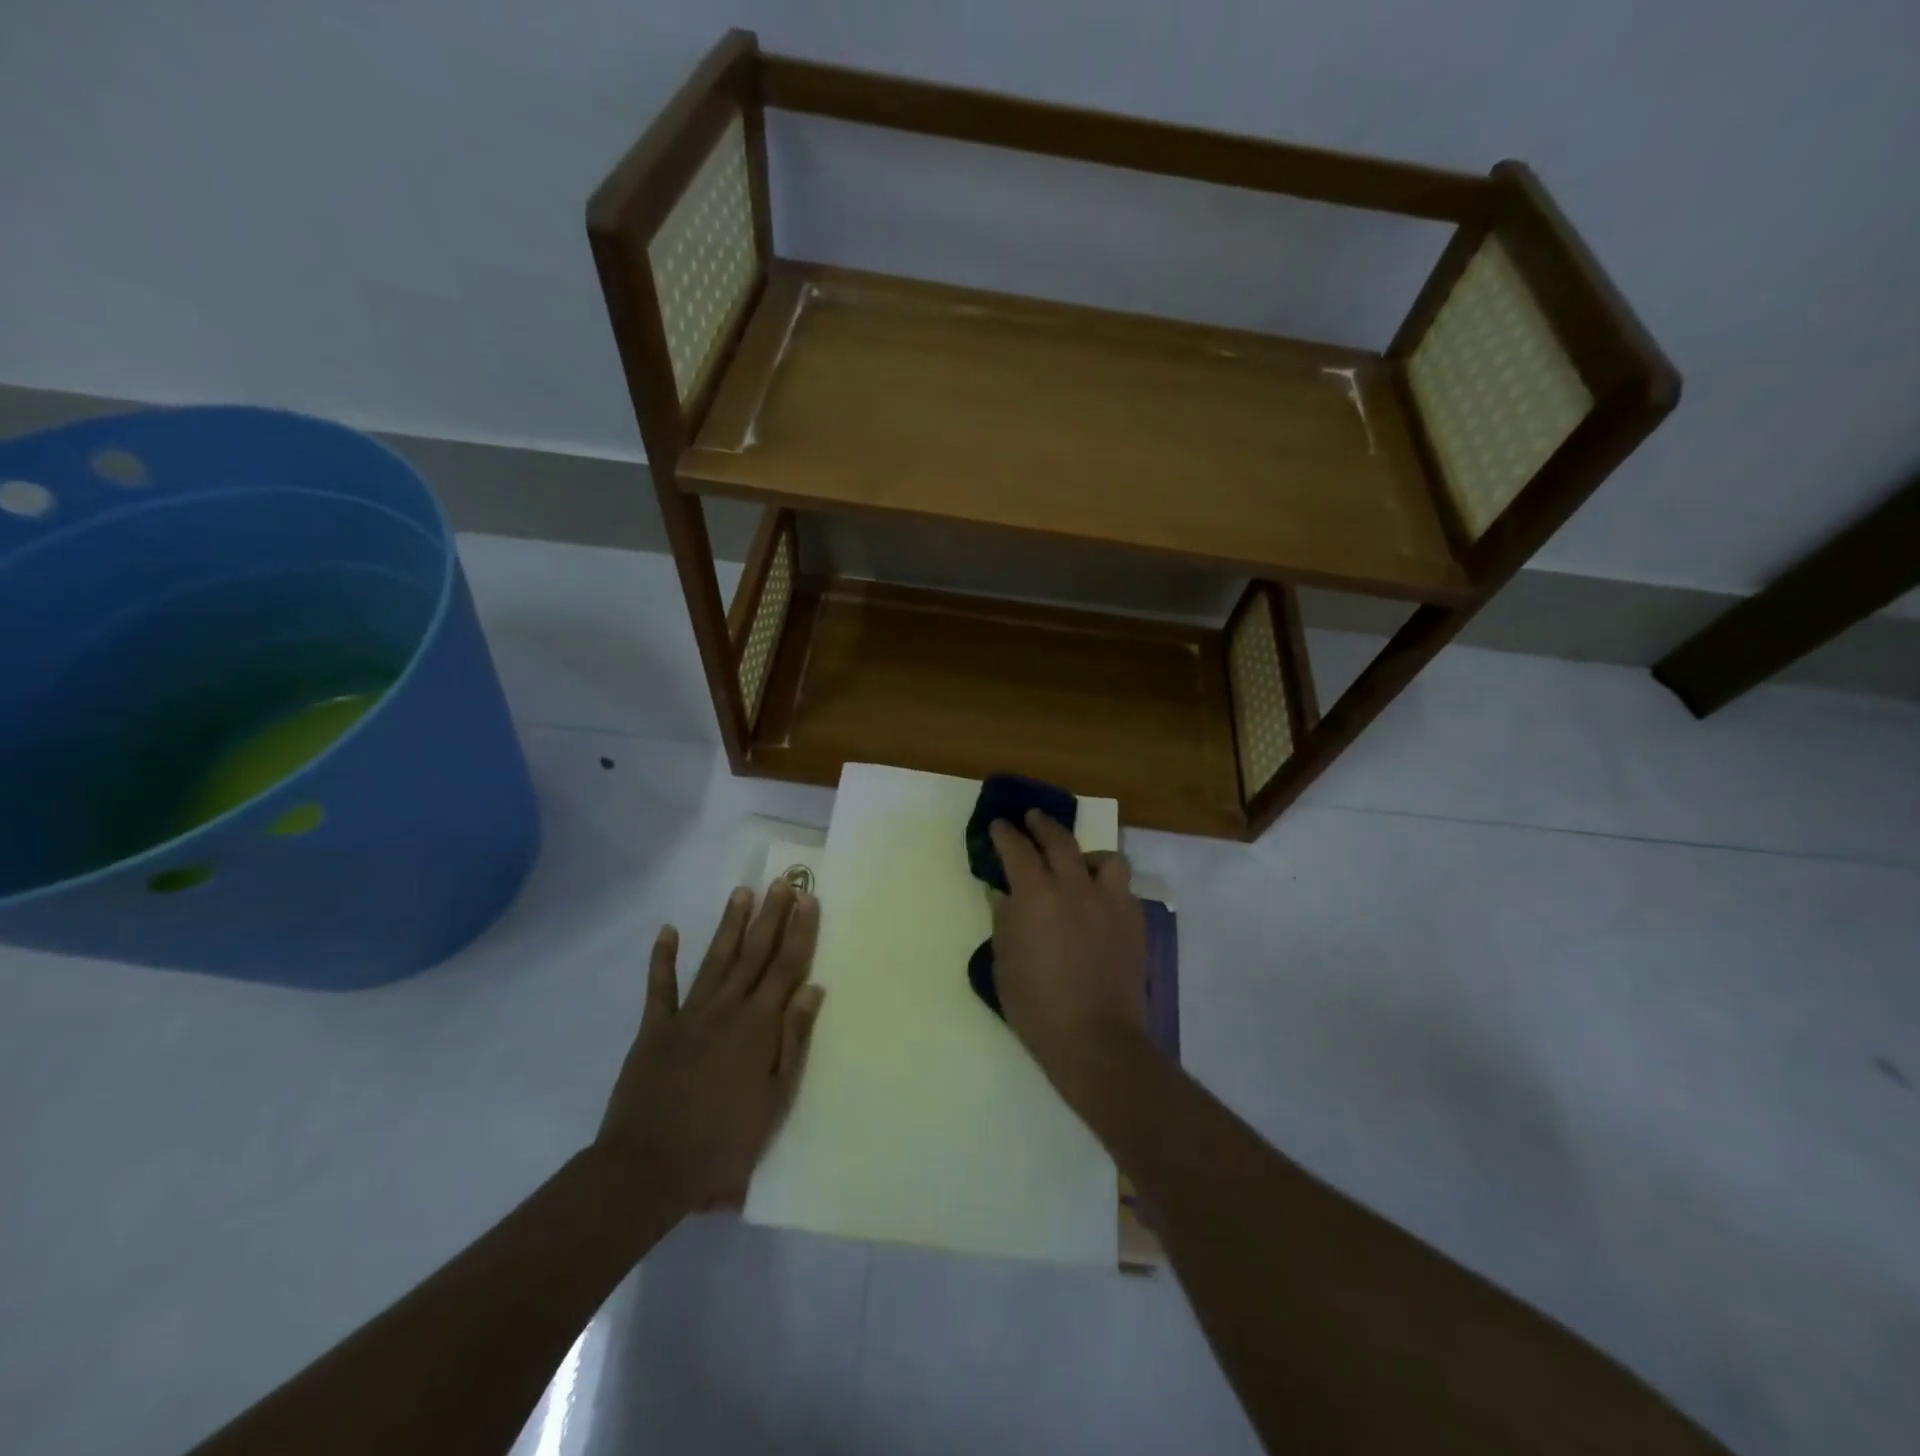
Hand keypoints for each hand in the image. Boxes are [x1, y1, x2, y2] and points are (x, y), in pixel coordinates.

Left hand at [594, 882, 824, 1215]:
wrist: (650, 1167)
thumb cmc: (725, 1142)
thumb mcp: (776, 1098)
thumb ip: (794, 1039)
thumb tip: (812, 987)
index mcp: (760, 1025)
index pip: (787, 967)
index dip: (800, 932)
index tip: (808, 899)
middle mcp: (728, 1008)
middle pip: (754, 953)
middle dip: (771, 916)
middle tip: (781, 882)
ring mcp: (689, 1015)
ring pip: (715, 959)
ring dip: (729, 924)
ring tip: (742, 892)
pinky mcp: (655, 1029)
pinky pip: (660, 987)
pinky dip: (663, 958)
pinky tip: (668, 931)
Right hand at [988, 812, 1149, 1113]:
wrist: (1096, 1039)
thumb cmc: (1037, 1007)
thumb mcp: (1004, 964)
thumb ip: (1003, 921)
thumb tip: (1002, 894)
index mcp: (1036, 896)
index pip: (1017, 849)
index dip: (1005, 833)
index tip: (999, 825)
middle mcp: (1074, 887)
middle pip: (1059, 840)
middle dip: (1042, 825)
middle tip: (1032, 819)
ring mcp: (1110, 902)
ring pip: (1105, 857)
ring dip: (1087, 854)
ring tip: (1079, 863)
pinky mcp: (1134, 921)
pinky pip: (1123, 888)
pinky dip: (1108, 885)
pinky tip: (1100, 901)